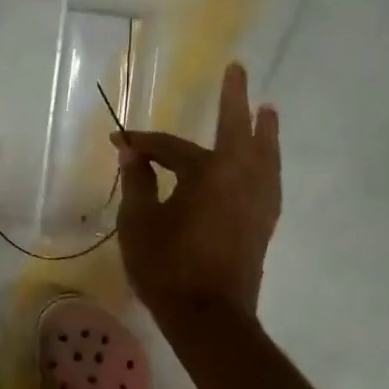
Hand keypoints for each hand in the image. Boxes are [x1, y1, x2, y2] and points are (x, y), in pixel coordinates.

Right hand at [115, 62, 280, 323]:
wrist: (209, 317)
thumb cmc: (168, 268)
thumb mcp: (139, 224)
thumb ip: (138, 183)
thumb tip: (133, 154)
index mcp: (208, 172)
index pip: (170, 147)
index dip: (141, 143)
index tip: (118, 140)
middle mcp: (242, 176)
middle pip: (239, 128)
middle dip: (235, 98)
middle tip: (238, 71)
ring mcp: (259, 200)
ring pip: (266, 154)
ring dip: (264, 130)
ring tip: (268, 111)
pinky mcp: (265, 223)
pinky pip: (270, 180)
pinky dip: (268, 163)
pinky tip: (266, 165)